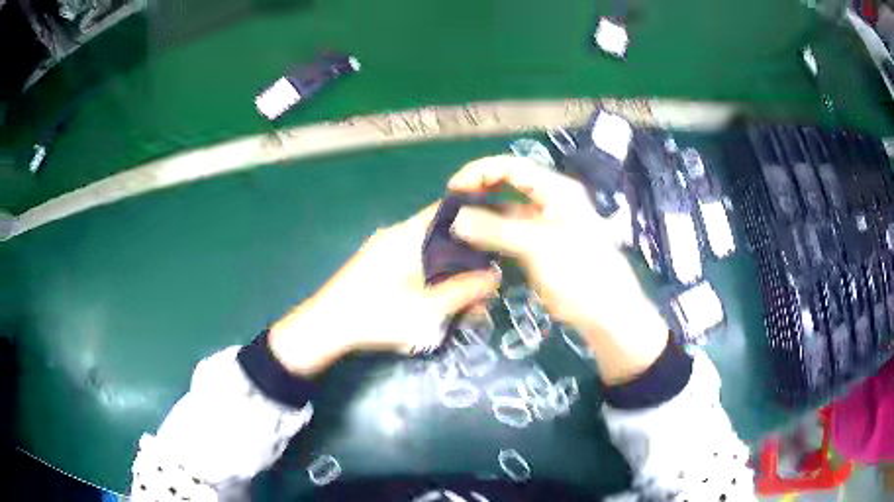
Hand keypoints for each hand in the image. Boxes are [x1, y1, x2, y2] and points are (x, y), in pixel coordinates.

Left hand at [268, 203, 500, 375]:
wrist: (325, 327)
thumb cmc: (377, 315)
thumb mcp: (427, 309)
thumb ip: (463, 291)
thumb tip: (495, 276)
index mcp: (408, 235)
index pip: (448, 210)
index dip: (475, 217)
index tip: (496, 235)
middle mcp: (396, 235)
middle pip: (441, 234)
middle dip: (465, 256)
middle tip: (483, 281)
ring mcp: (383, 249)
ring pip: (427, 251)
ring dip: (447, 270)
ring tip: (464, 297)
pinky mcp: (376, 265)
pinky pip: (412, 262)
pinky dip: (429, 276)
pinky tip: (437, 298)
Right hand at [448, 155, 667, 383]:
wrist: (604, 309)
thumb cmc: (579, 269)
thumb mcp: (538, 245)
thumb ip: (496, 229)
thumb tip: (456, 217)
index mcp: (555, 189)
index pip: (512, 167)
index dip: (481, 171)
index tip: (454, 187)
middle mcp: (549, 200)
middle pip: (508, 185)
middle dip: (480, 190)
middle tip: (450, 204)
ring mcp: (544, 224)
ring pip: (506, 210)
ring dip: (483, 214)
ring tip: (454, 223)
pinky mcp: (538, 247)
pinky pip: (509, 233)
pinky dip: (490, 235)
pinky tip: (470, 242)